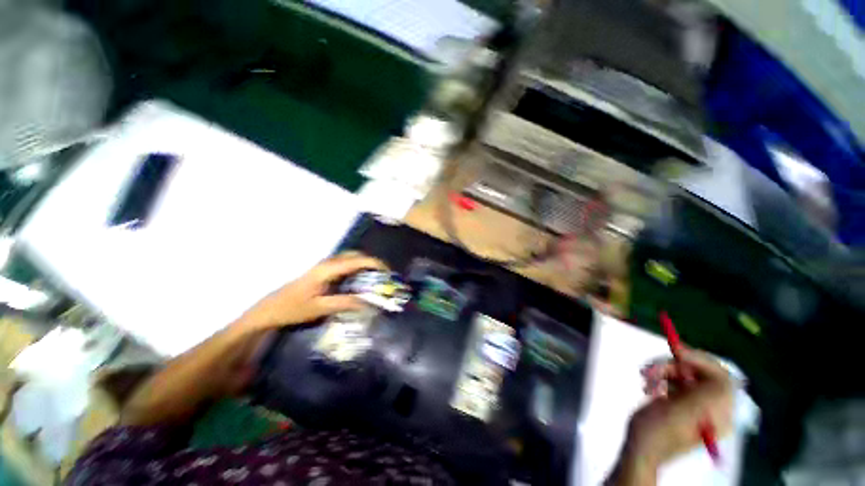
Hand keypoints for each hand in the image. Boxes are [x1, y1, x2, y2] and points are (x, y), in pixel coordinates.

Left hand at [238, 252, 387, 330]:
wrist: (268, 311)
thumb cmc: (292, 309)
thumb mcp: (320, 308)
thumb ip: (346, 303)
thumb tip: (369, 302)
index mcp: (328, 269)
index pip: (358, 260)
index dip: (375, 264)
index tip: (388, 272)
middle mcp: (328, 263)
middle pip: (355, 256)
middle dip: (372, 263)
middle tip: (384, 276)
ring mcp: (324, 266)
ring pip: (350, 259)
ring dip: (364, 265)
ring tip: (375, 278)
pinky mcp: (321, 272)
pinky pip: (344, 265)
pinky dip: (356, 269)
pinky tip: (359, 281)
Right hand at [627, 350, 734, 467]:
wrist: (640, 448)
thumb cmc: (657, 431)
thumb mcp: (681, 412)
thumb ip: (704, 392)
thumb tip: (717, 369)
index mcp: (718, 412)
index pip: (721, 377)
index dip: (701, 361)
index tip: (675, 353)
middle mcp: (711, 407)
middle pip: (699, 372)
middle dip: (673, 366)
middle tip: (649, 369)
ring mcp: (696, 404)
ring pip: (684, 374)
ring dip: (661, 371)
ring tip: (644, 380)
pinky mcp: (681, 402)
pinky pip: (674, 380)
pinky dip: (659, 378)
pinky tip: (648, 386)